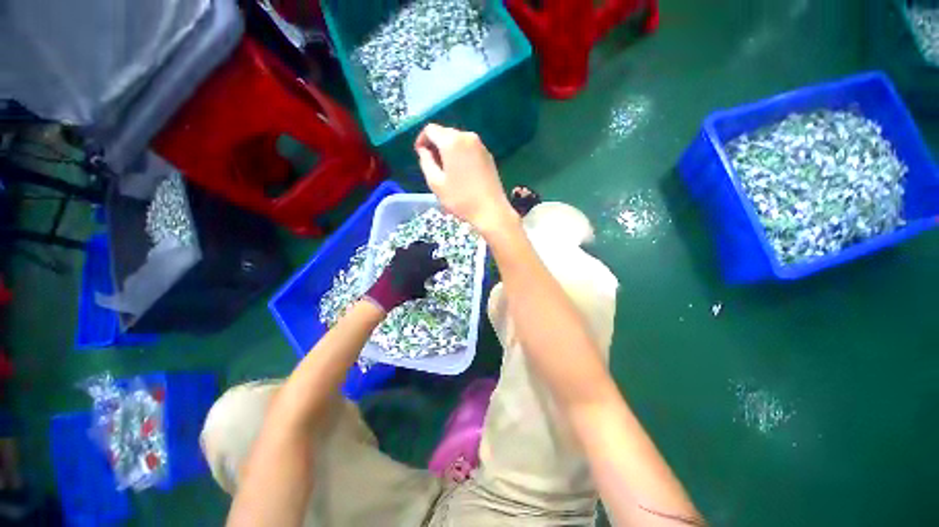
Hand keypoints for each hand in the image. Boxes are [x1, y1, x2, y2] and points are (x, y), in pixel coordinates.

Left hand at [366, 241, 448, 312]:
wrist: (390, 287)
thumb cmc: (407, 292)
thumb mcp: (419, 293)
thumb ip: (424, 289)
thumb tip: (425, 290)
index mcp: (431, 266)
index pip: (442, 262)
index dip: (444, 264)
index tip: (445, 265)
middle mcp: (422, 256)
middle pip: (431, 246)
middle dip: (434, 246)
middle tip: (435, 246)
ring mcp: (409, 253)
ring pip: (418, 243)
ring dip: (421, 245)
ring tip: (422, 245)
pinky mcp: (399, 253)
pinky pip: (404, 249)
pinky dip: (406, 251)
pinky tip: (406, 254)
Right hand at [415, 124, 517, 237]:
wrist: (491, 211)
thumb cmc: (460, 199)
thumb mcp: (435, 183)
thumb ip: (426, 162)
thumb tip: (424, 151)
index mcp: (452, 141)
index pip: (430, 129)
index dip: (422, 140)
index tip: (420, 155)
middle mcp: (467, 137)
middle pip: (445, 133)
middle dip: (436, 146)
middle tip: (433, 166)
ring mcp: (480, 145)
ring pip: (458, 141)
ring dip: (448, 151)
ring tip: (447, 172)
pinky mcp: (488, 155)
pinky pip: (469, 148)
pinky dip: (461, 155)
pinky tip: (461, 173)